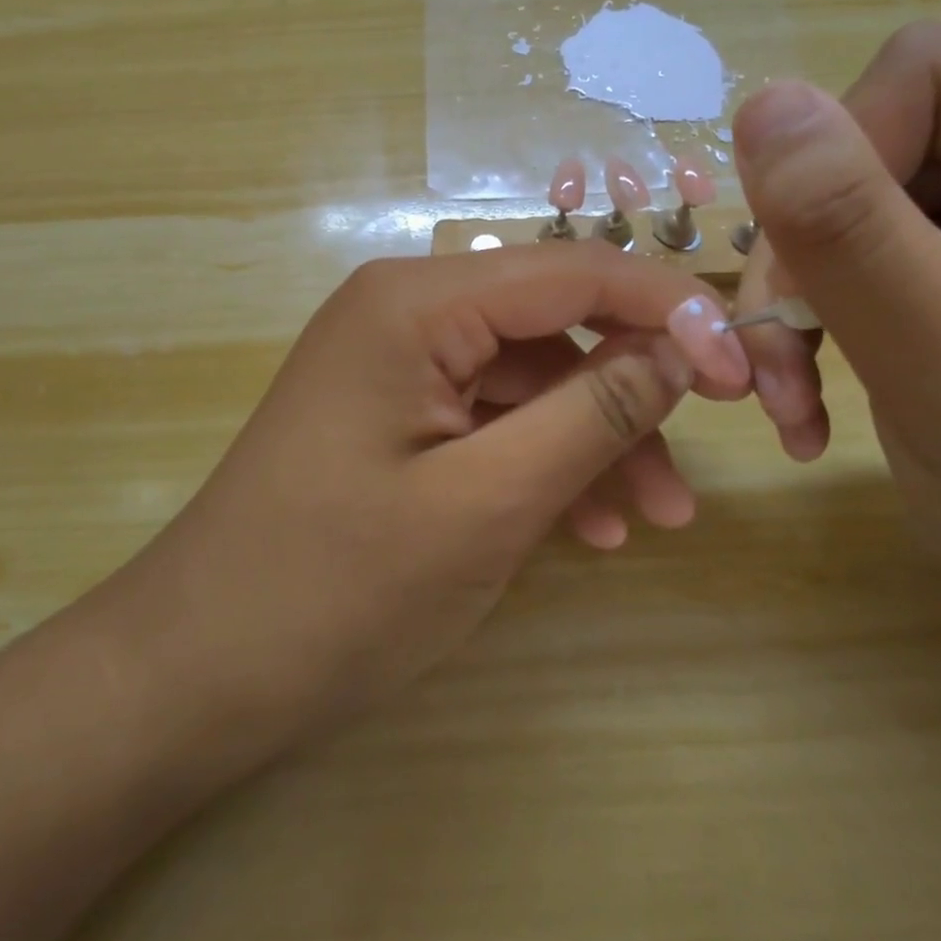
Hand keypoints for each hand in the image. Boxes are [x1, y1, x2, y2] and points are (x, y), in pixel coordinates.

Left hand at [118, 244, 751, 762]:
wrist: (196, 669)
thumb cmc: (337, 587)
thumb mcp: (486, 503)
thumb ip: (591, 414)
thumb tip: (681, 350)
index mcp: (416, 301)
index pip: (571, 270)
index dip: (667, 308)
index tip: (743, 367)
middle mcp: (403, 307)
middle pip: (550, 320)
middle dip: (630, 383)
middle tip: (702, 451)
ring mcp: (394, 358)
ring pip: (526, 374)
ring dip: (592, 434)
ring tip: (656, 515)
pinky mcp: (390, 407)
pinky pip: (487, 413)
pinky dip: (541, 457)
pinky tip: (586, 527)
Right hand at [727, 22, 940, 687]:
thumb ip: (859, 241)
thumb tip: (764, 103)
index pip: (930, 77)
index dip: (839, 164)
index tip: (810, 281)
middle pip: (873, 139)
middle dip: (805, 250)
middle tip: (781, 362)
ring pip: (841, 197)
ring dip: (796, 294)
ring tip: (790, 392)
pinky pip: (847, 245)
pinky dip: (810, 316)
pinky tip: (811, 390)